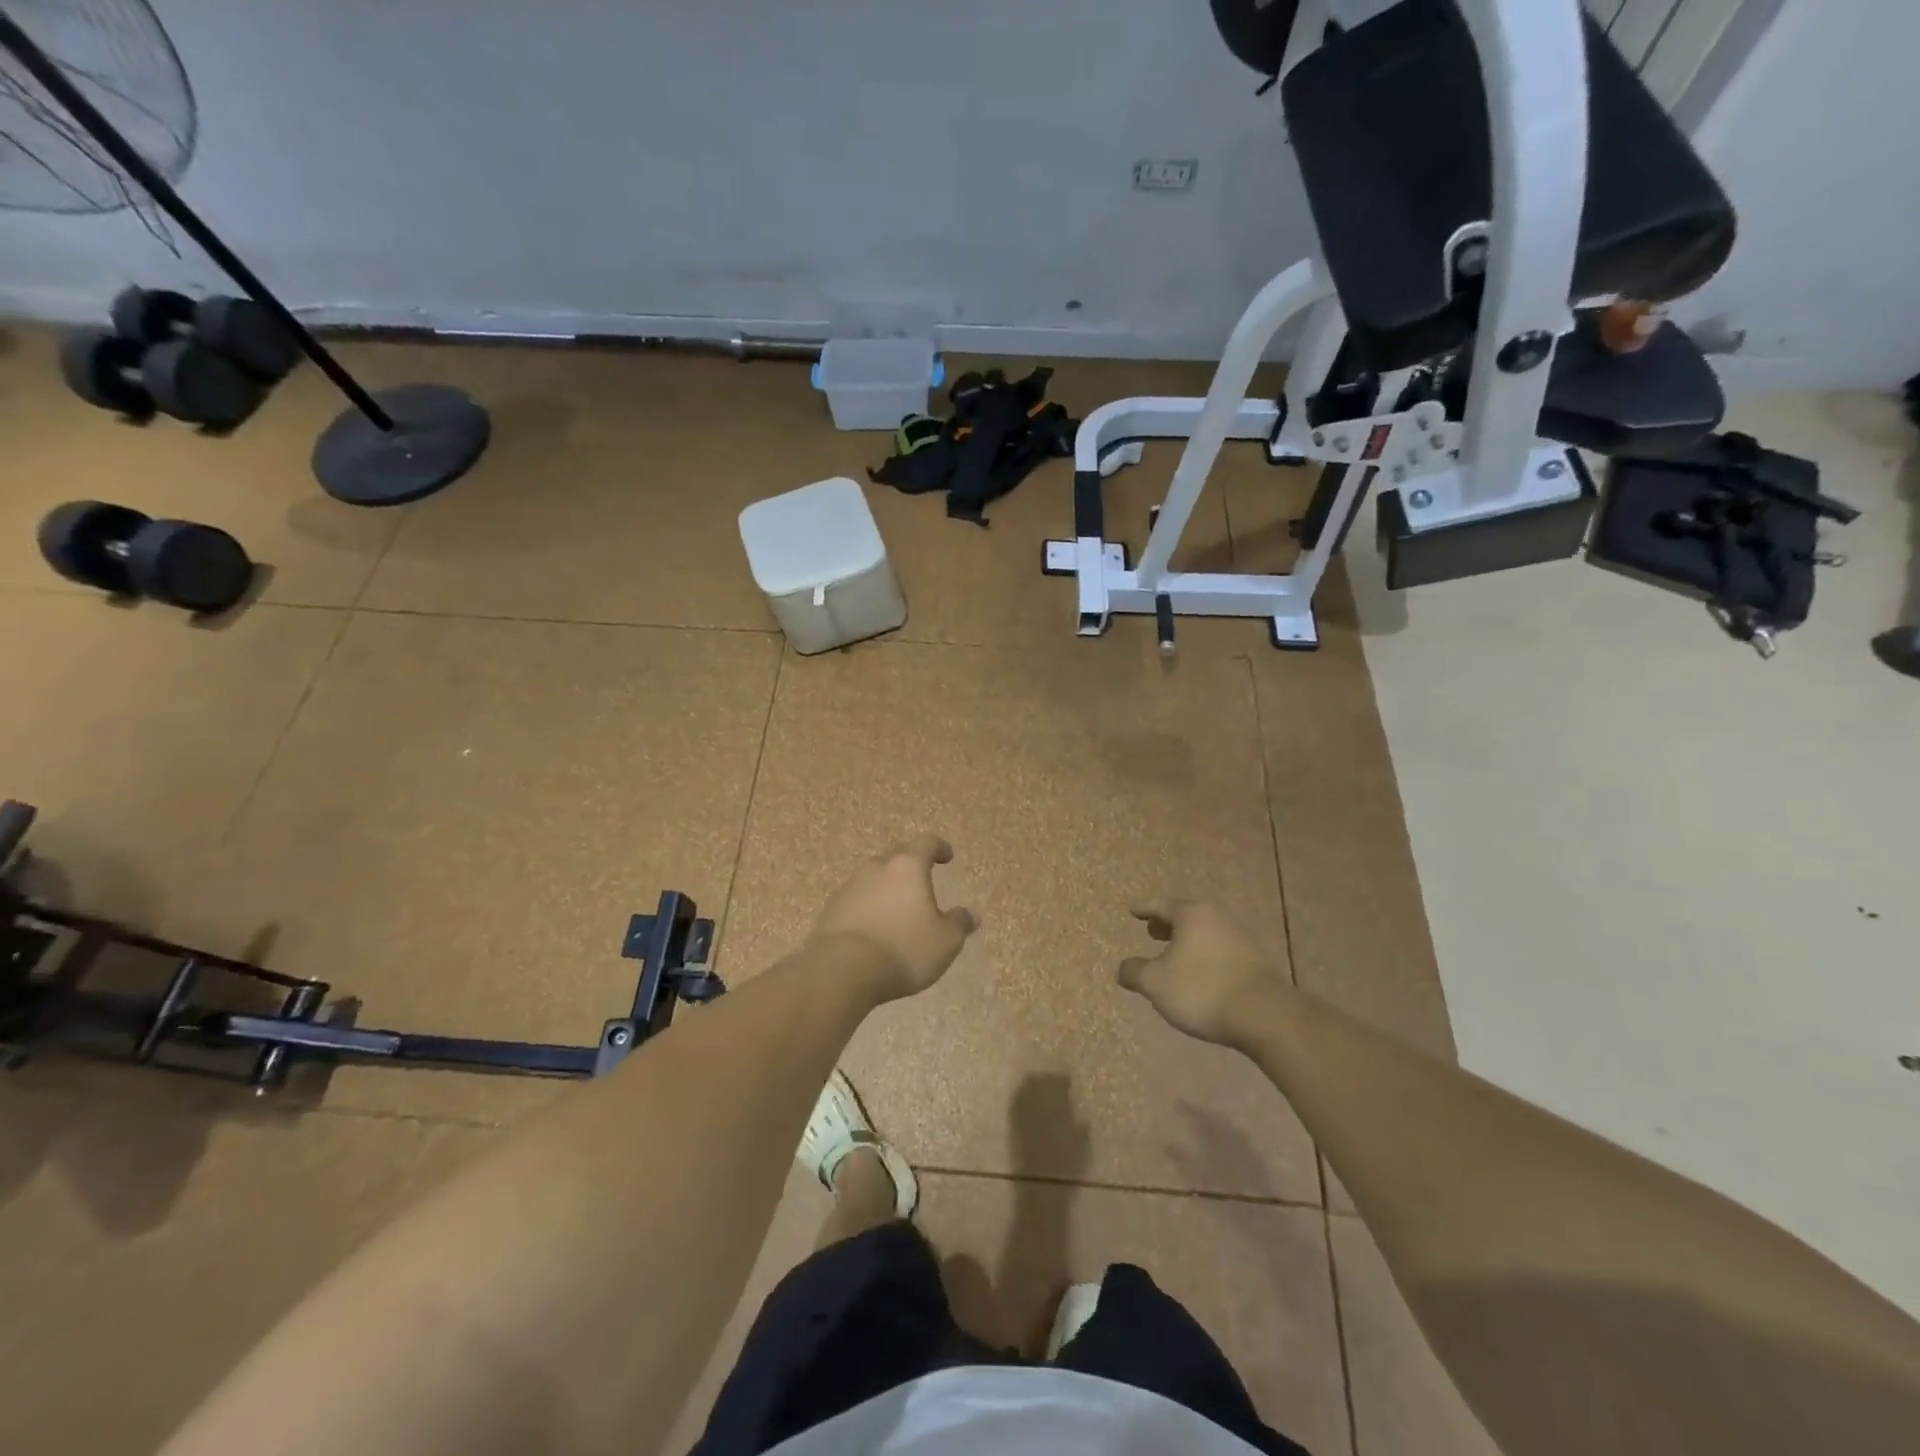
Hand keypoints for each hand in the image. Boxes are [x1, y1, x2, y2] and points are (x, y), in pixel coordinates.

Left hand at [809, 835, 977, 1001]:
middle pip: (897, 857)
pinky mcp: (832, 908)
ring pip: (875, 877)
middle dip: (912, 865)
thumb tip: (970, 915)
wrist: (841, 971)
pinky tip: (875, 926)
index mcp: (908, 867)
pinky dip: (870, 906)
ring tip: (899, 906)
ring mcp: (850, 886)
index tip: (947, 856)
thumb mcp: (945, 942)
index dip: (939, 848)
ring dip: (888, 886)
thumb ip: (959, 924)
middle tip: (923, 879)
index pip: (926, 844)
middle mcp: (877, 868)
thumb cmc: (903, 950)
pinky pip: (857, 899)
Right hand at [1117, 899, 1276, 1046]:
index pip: (1160, 905)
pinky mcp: (1254, 960)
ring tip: (1174, 954)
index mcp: (1191, 915)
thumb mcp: (1155, 983)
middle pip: (1186, 916)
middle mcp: (1216, 918)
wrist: (1264, 1016)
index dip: (1144, 908)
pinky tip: (1199, 972)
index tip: (1133, 909)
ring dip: (1187, 941)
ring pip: (1205, 932)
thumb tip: (1123, 968)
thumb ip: (1134, 972)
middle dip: (1167, 924)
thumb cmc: (1201, 990)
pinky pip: (1220, 949)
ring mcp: (1239, 938)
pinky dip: (1204, 954)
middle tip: (1152, 931)